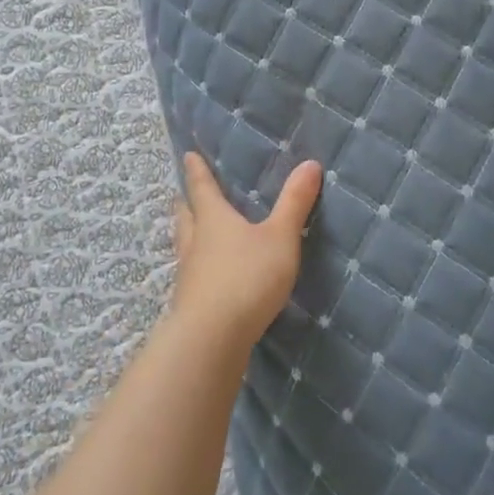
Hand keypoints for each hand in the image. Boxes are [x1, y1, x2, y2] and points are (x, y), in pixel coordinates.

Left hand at [172, 151, 322, 351]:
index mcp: (213, 220)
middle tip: (183, 195)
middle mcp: (195, 243)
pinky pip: (192, 276)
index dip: (197, 171)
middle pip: (186, 217)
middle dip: (187, 203)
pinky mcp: (190, 304)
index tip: (187, 155)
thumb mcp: (280, 238)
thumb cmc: (246, 277)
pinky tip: (207, 276)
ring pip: (185, 246)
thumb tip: (310, 163)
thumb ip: (294, 203)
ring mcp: (189, 276)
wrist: (212, 339)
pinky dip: (197, 267)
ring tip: (194, 232)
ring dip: (188, 235)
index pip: (202, 188)